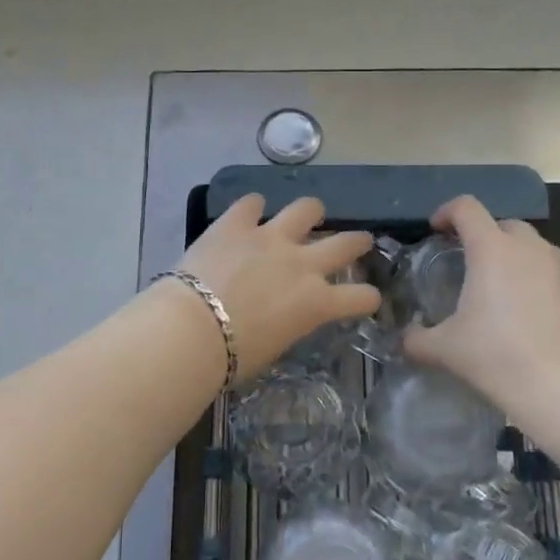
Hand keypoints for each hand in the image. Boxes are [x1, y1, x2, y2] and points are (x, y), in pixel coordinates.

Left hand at [176, 194, 381, 383]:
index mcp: (316, 303)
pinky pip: (252, 202)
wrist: (192, 330)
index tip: (367, 297)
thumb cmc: (232, 357)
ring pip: (307, 209)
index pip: (360, 297)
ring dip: (310, 213)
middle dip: (358, 242)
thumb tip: (283, 314)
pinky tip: (249, 212)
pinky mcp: (236, 223)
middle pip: (347, 244)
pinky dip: (252, 207)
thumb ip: (289, 322)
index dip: (368, 298)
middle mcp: (302, 264)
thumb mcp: (275, 346)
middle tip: (359, 241)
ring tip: (308, 215)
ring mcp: (270, 237)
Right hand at [403, 195, 559, 419]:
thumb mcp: (445, 350)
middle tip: (471, 263)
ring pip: (534, 246)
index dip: (447, 212)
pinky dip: (540, 279)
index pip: (466, 208)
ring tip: (504, 289)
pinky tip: (533, 312)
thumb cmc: (498, 356)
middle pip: (503, 224)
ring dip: (515, 256)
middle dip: (485, 235)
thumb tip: (406, 339)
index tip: (437, 229)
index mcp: (492, 249)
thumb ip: (418, 339)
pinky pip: (555, 271)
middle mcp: (529, 247)